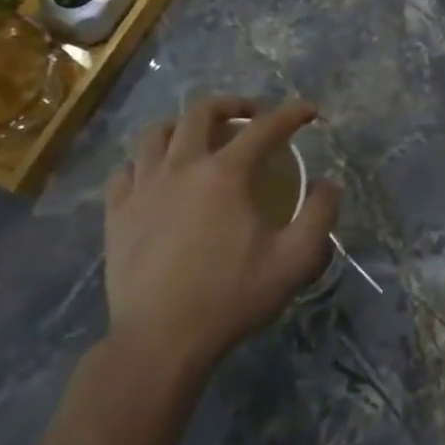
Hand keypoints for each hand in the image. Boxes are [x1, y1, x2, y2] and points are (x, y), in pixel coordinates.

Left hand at [103, 97, 339, 375]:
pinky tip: (158, 175)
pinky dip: (146, 161)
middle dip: (233, 104)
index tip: (310, 112)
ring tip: (202, 138)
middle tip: (252, 115)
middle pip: (201, 112)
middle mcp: (181, 168)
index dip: (292, 113)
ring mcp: (142, 189)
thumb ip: (320, 214)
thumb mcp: (297, 259)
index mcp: (226, 175)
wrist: (161, 340)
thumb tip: (329, 184)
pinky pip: (126, 169)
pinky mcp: (116, 214)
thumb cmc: (234, 296)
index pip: (265, 128)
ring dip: (184, 126)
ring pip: (156, 133)